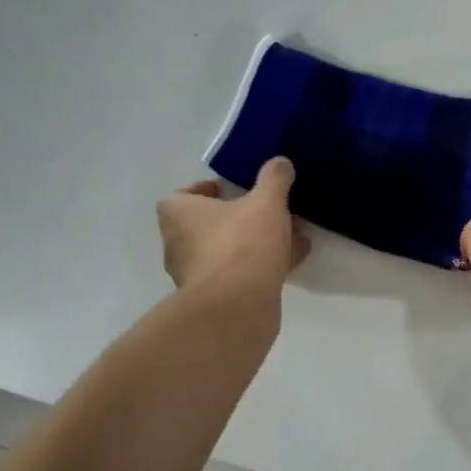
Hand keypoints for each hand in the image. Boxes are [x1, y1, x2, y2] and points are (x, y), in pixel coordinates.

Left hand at [158, 158, 308, 299]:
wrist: (236, 309)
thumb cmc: (242, 244)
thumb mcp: (266, 202)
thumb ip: (274, 179)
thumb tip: (280, 162)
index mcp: (179, 215)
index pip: (183, 195)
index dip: (207, 190)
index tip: (234, 190)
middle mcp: (178, 244)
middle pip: (206, 225)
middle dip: (236, 218)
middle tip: (265, 211)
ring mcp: (194, 276)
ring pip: (225, 251)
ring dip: (252, 244)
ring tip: (288, 236)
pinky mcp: (214, 300)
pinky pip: (238, 275)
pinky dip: (260, 267)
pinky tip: (291, 262)